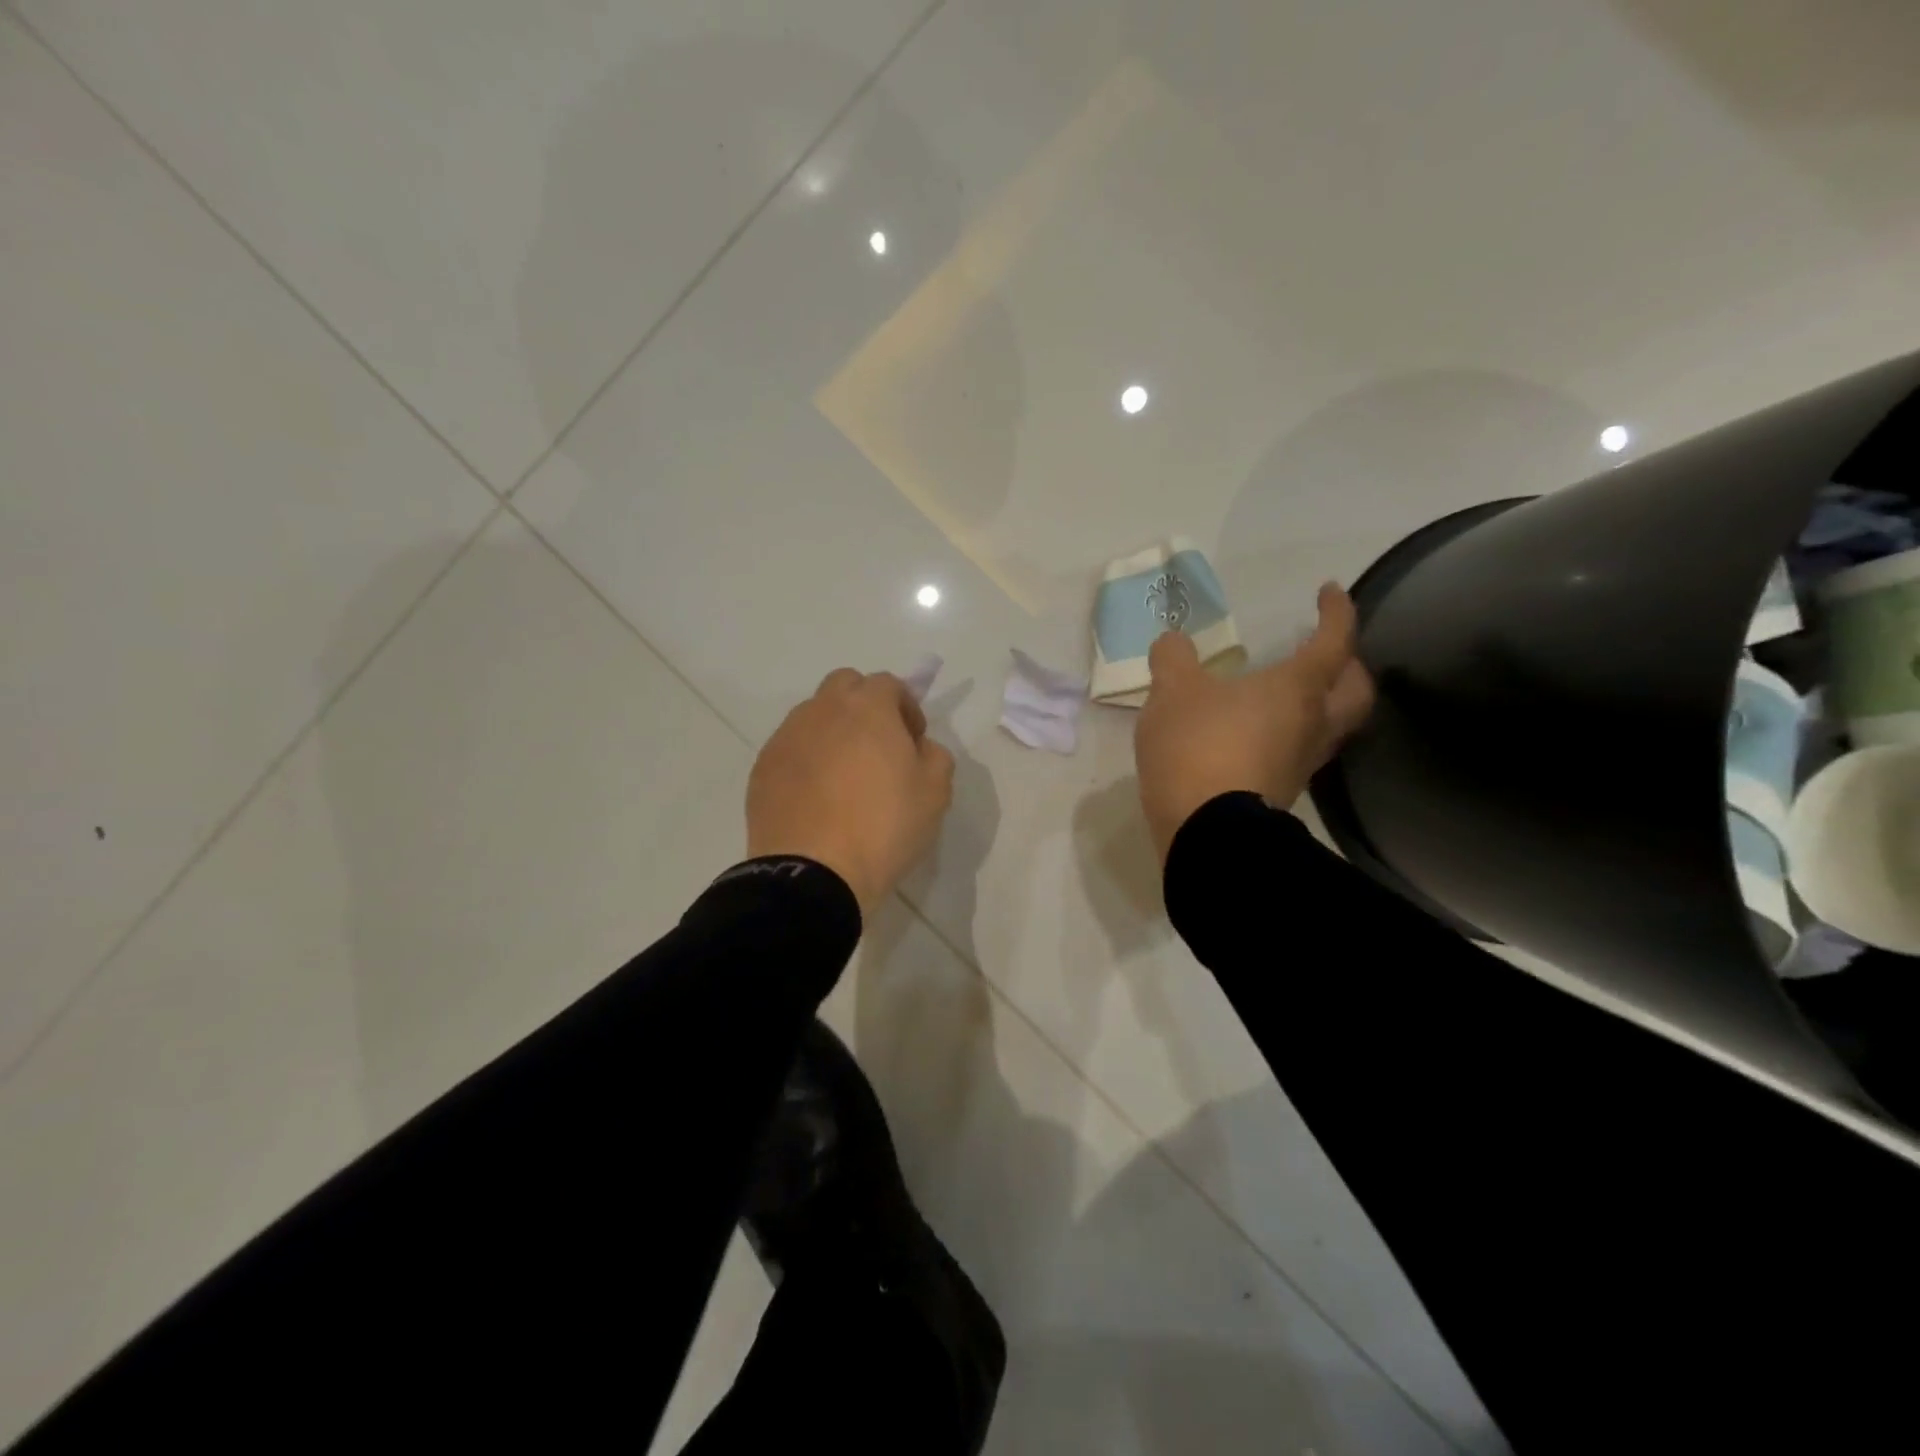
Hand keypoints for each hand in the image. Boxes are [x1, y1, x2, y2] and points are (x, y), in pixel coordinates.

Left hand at [747, 669, 955, 918]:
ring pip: (813, 716)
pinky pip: (791, 749)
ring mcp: (786, 737)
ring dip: (833, 731)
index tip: (913, 741)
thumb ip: (935, 756)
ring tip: (844, 775)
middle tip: (878, 747)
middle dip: (864, 705)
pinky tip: (817, 797)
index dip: (906, 707)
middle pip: (844, 686)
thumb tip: (918, 747)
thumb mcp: (935, 793)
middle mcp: (822, 710)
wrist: (813, 874)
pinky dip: (807, 760)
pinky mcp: (762, 768)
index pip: (888, 684)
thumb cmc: (883, 827)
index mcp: (867, 708)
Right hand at [1135, 583, 1374, 862]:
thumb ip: (1174, 660)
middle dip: (1349, 664)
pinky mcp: (1282, 792)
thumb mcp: (1172, 692)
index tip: (1329, 591)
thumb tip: (1173, 642)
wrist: (1205, 831)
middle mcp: (1312, 725)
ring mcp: (1301, 764)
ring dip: (1323, 702)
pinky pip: (1300, 751)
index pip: (1333, 642)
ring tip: (1292, 692)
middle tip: (1326, 650)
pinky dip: (1292, 733)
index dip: (1337, 611)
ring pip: (1332, 725)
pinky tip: (1260, 732)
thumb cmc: (1198, 746)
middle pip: (1356, 690)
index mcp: (1297, 689)